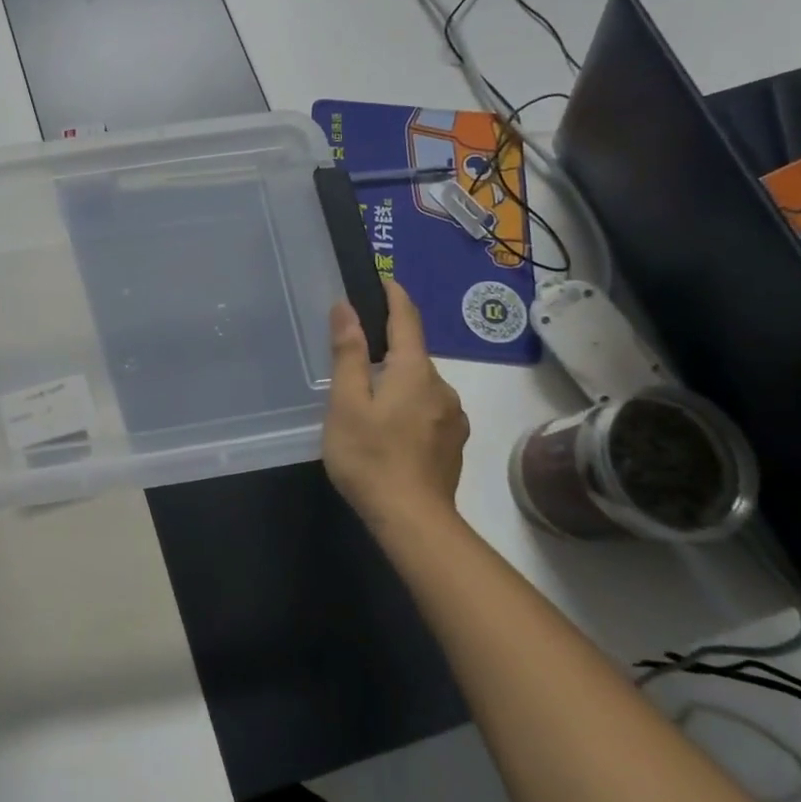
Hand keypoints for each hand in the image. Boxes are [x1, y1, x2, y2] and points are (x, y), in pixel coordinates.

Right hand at [323, 279, 469, 528]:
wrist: (414, 521)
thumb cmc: (370, 456)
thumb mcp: (347, 403)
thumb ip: (349, 353)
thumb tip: (347, 307)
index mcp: (414, 371)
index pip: (407, 320)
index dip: (396, 296)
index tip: (385, 279)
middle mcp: (442, 386)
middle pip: (414, 354)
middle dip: (390, 347)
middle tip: (357, 355)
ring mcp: (453, 416)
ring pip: (422, 384)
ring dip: (400, 380)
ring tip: (370, 400)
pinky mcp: (454, 442)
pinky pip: (430, 408)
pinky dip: (411, 405)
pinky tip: (392, 428)